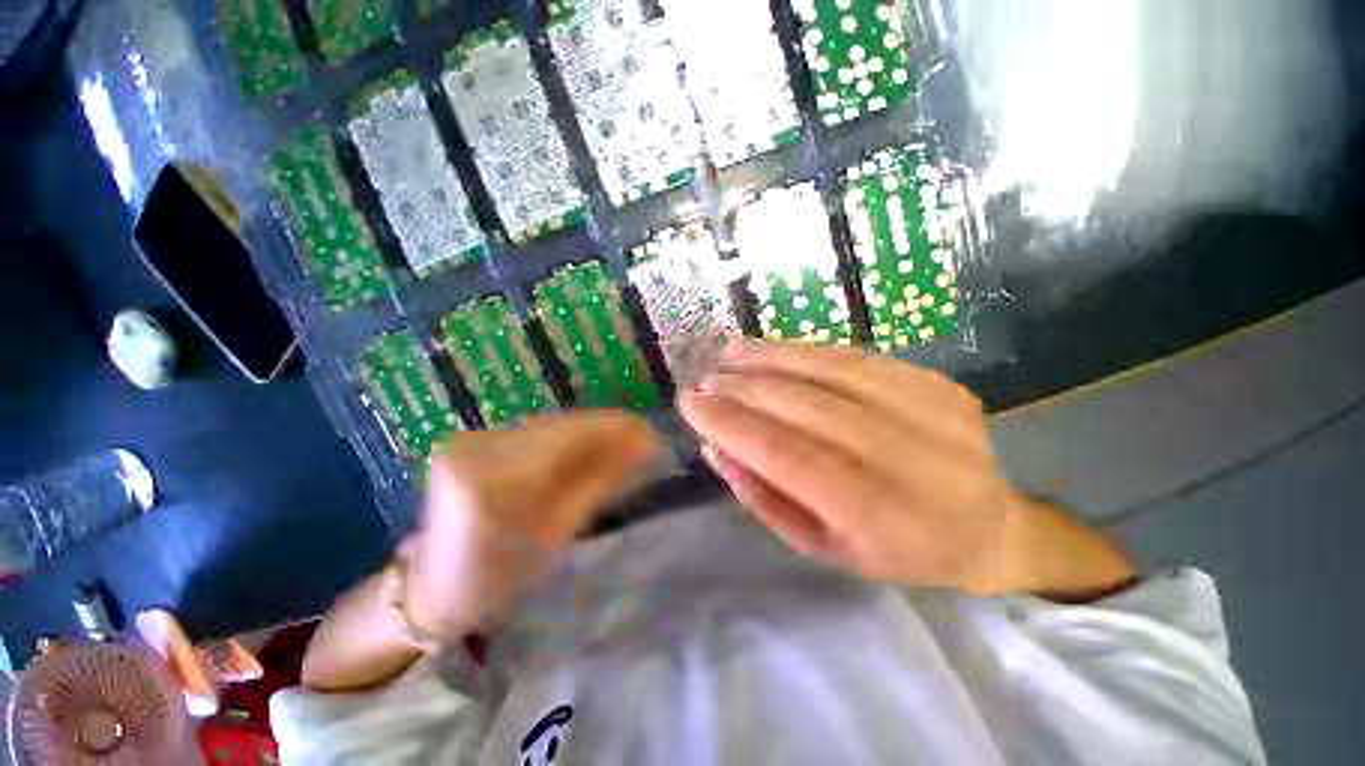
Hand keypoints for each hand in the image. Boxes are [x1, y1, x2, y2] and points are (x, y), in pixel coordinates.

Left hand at [401, 411, 664, 640]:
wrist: (433, 588)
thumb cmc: (499, 579)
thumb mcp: (558, 534)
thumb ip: (600, 482)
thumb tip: (643, 447)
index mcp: (494, 483)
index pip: (568, 438)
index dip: (613, 429)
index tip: (650, 432)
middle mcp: (477, 448)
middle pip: (558, 426)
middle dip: (604, 430)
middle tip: (641, 439)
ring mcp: (470, 439)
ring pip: (548, 426)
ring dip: (586, 433)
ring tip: (619, 445)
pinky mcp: (471, 439)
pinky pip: (532, 433)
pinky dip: (563, 439)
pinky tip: (584, 449)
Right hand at [679, 341, 1132, 596]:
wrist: (987, 530)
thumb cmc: (894, 552)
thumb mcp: (820, 549)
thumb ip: (763, 498)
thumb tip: (716, 447)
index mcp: (882, 518)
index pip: (789, 458)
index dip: (734, 425)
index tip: (691, 404)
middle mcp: (914, 460)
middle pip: (809, 408)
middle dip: (746, 389)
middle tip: (705, 380)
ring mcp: (934, 413)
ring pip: (833, 371)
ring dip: (771, 358)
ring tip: (729, 354)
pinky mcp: (937, 384)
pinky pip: (857, 357)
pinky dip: (805, 349)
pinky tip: (771, 349)